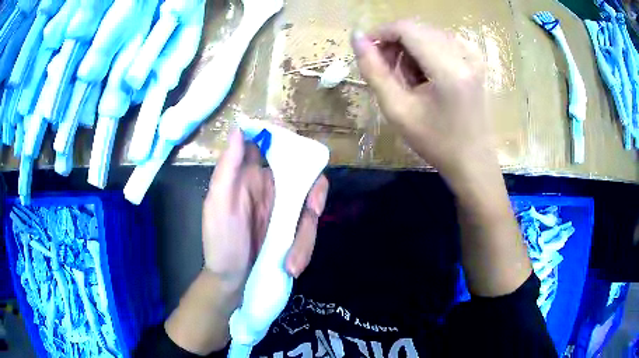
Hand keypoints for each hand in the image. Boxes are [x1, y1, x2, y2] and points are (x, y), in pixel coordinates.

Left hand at [202, 127, 328, 296]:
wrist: (231, 280)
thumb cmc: (220, 241)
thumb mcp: (218, 204)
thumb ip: (228, 167)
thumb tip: (238, 128)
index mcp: (250, 176)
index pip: (274, 148)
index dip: (292, 144)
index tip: (307, 156)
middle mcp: (270, 188)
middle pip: (305, 176)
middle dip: (314, 194)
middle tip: (312, 210)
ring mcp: (283, 210)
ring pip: (310, 206)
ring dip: (306, 236)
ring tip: (292, 263)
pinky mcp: (292, 229)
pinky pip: (308, 230)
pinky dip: (304, 248)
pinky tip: (291, 265)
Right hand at [352, 21, 493, 179]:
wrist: (472, 160)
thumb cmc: (435, 142)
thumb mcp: (398, 110)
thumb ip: (374, 71)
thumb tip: (355, 37)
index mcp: (448, 68)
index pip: (406, 29)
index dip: (381, 33)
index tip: (365, 51)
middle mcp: (464, 55)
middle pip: (417, 30)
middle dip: (395, 44)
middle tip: (386, 71)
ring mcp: (473, 56)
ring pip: (427, 34)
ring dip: (409, 50)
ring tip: (407, 79)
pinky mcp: (475, 61)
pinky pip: (441, 42)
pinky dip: (425, 53)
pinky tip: (424, 75)